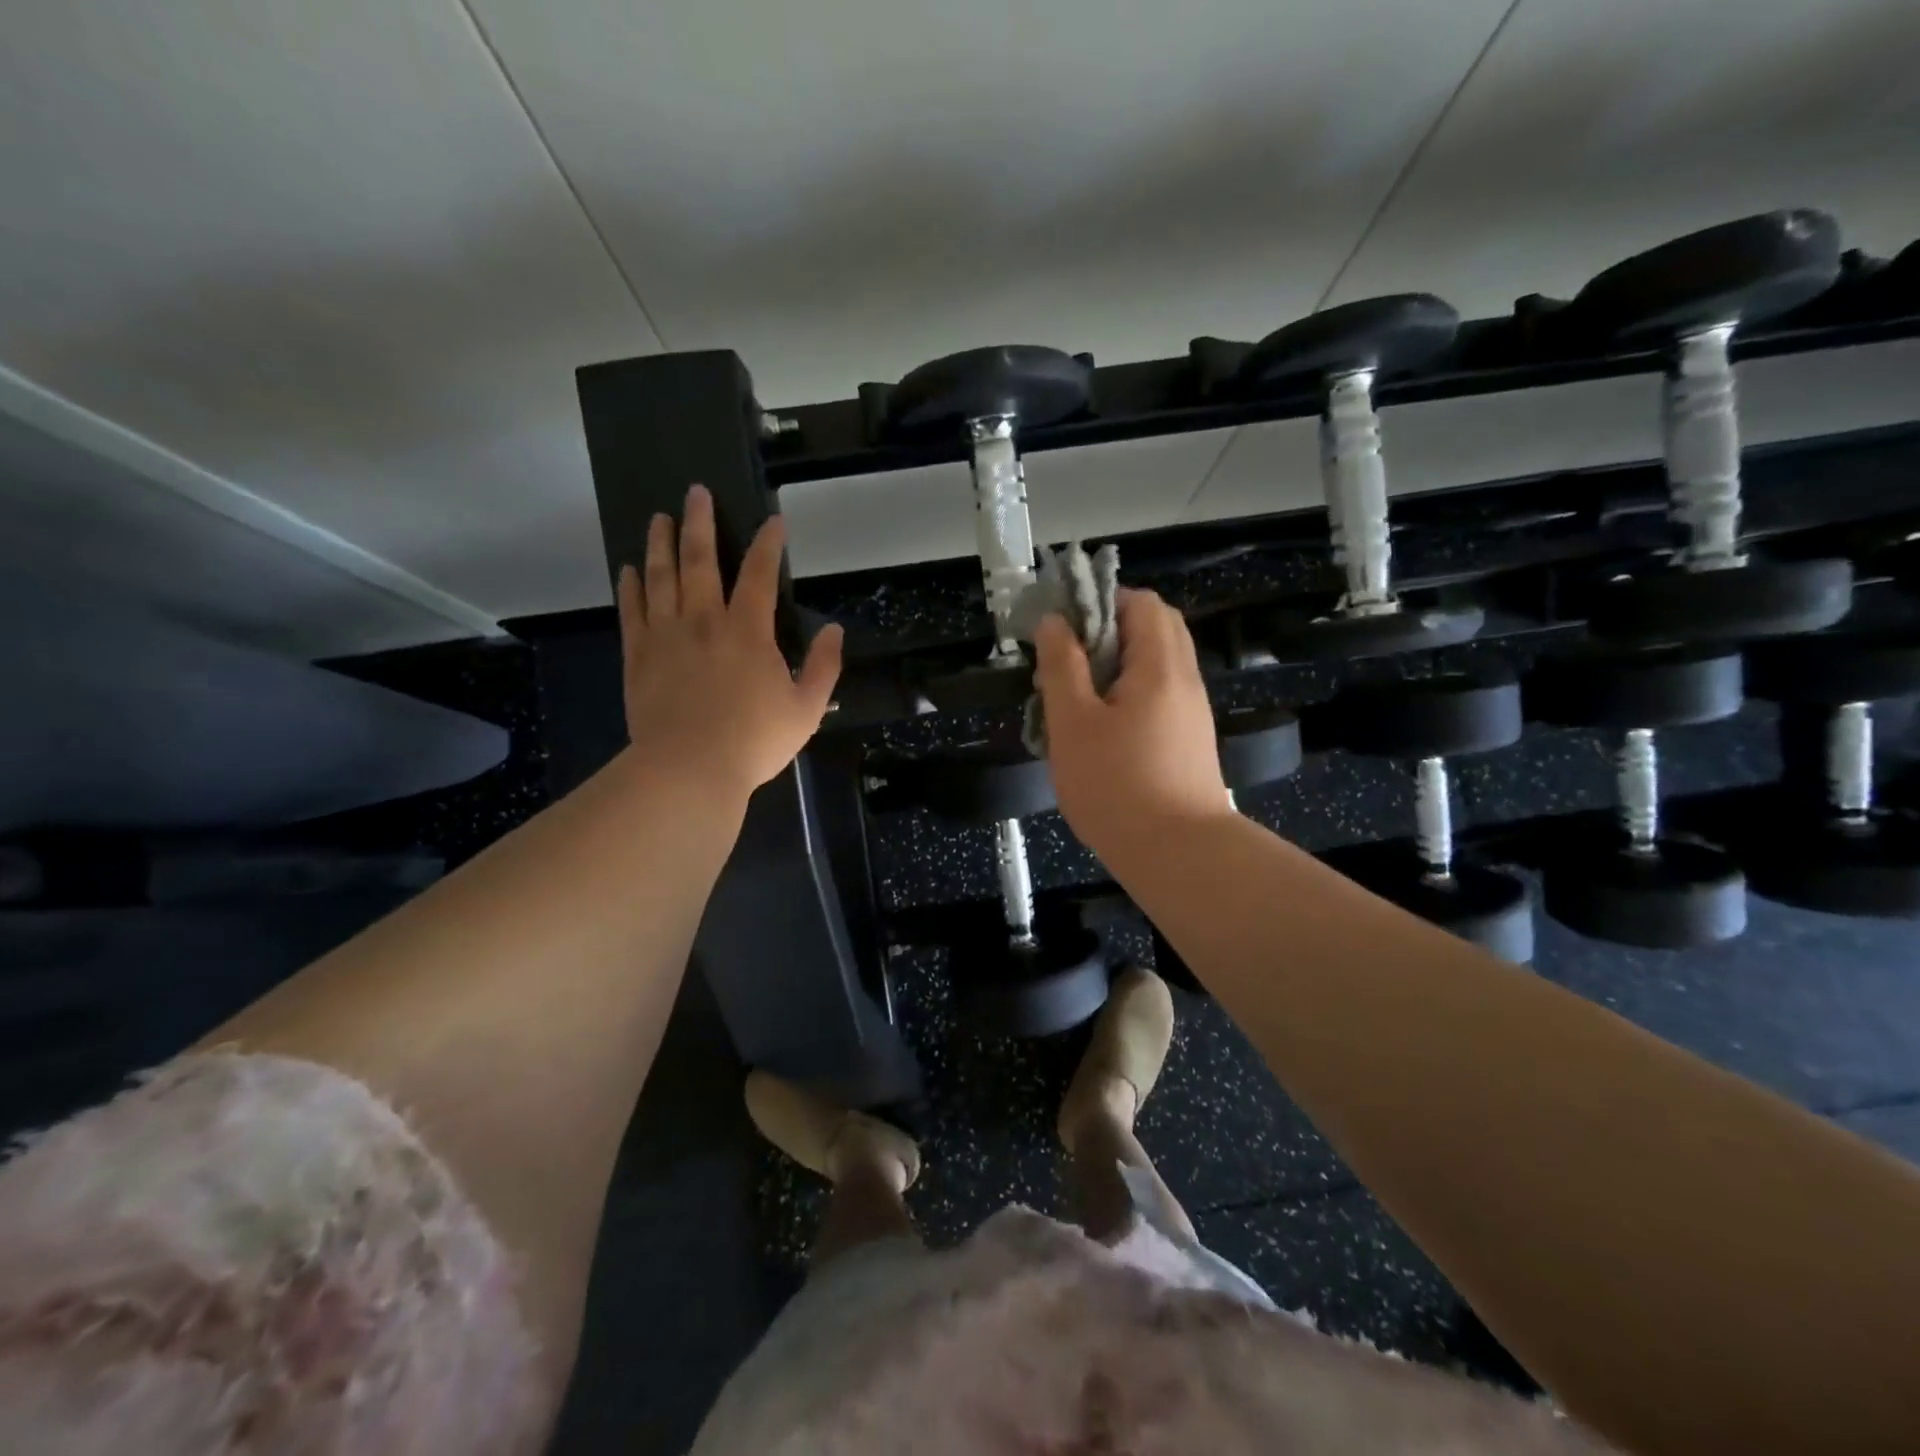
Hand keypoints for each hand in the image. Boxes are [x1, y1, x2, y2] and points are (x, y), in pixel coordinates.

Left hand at [617, 485, 842, 797]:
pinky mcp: (638, 656)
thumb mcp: (807, 709)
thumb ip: (824, 666)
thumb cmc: (754, 741)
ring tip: (660, 518)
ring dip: (661, 544)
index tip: (772, 521)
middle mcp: (703, 620)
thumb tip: (834, 629)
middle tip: (696, 492)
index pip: (758, 574)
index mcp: (748, 631)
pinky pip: (632, 611)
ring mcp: (665, 636)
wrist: (689, 770)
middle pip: (699, 561)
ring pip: (660, 577)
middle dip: (700, 523)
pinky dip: (631, 586)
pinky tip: (630, 570)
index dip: (767, 544)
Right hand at [1033, 589, 1229, 863]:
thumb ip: (1062, 665)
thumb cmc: (1116, 785)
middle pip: (1154, 629)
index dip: (1100, 601)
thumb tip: (1055, 622)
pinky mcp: (1189, 739)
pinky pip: (1159, 695)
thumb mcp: (1073, 723)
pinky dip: (1129, 693)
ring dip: (1116, 665)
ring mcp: (1191, 711)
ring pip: (1155, 664)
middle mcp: (1184, 679)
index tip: (1063, 627)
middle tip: (1068, 660)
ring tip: (1075, 697)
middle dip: (1107, 632)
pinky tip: (1099, 728)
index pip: (1141, 602)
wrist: (1178, 854)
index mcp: (1159, 665)